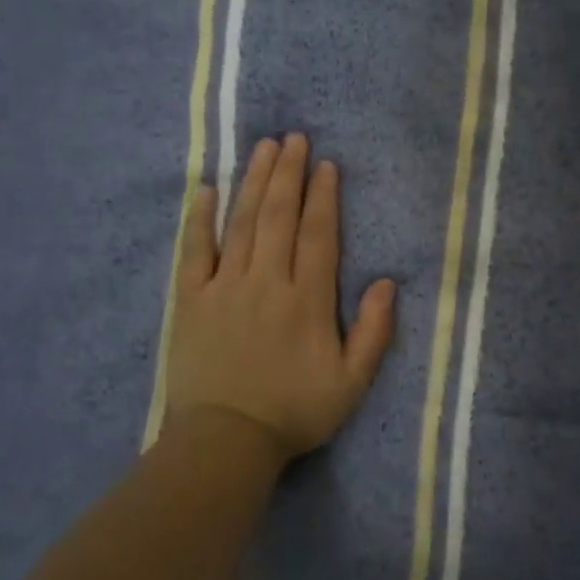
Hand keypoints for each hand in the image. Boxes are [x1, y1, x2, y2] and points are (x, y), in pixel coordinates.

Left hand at [164, 134, 396, 462]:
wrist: (225, 441)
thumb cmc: (293, 412)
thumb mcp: (351, 383)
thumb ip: (374, 332)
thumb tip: (389, 282)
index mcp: (307, 300)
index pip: (317, 235)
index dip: (323, 197)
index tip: (325, 164)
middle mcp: (266, 281)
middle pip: (279, 216)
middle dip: (288, 173)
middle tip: (293, 137)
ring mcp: (224, 287)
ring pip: (242, 223)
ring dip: (253, 182)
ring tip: (262, 147)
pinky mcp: (190, 300)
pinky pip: (194, 250)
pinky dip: (200, 218)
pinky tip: (206, 190)